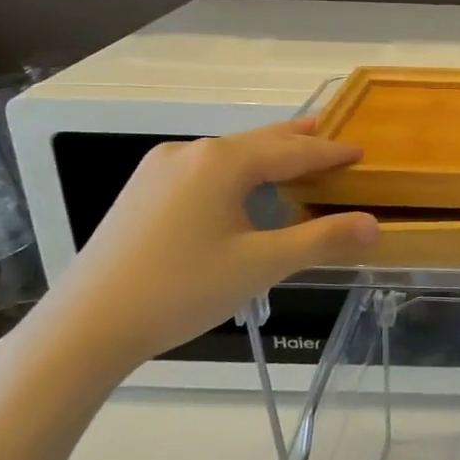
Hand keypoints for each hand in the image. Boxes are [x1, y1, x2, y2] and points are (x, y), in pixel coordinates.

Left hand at [32, 120, 378, 376]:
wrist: (85, 326)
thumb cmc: (182, 289)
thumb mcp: (261, 265)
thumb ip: (321, 240)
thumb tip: (374, 224)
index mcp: (222, 161)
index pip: (292, 151)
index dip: (330, 153)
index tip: (360, 151)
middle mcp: (190, 152)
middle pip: (258, 142)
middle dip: (297, 141)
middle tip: (329, 133)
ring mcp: (158, 169)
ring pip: (228, 154)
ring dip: (265, 154)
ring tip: (292, 152)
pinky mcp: (141, 190)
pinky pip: (203, 168)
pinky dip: (235, 169)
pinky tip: (239, 184)